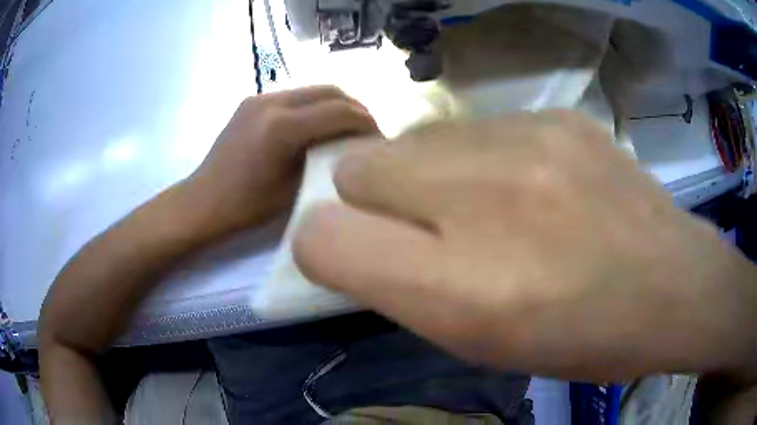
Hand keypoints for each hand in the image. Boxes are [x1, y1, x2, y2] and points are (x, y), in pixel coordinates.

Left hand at [184, 86, 378, 239]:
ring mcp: (259, 98)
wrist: (204, 201)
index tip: (380, 137)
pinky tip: (316, 125)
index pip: (339, 111)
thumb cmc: (248, 206)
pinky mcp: (251, 102)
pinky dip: (313, 106)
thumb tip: (350, 146)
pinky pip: (293, 96)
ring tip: (345, 126)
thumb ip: (325, 158)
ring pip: (312, 90)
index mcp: (282, 127)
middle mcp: (272, 102)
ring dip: (334, 104)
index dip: (366, 121)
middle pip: (329, 91)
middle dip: (354, 107)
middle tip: (367, 129)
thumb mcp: (294, 188)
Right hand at [294, 111, 756, 382]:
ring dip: (428, 174)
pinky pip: (475, 126)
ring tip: (487, 207)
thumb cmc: (577, 337)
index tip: (354, 251)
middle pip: (358, 167)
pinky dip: (479, 156)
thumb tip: (351, 234)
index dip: (324, 243)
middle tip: (427, 228)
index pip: (324, 239)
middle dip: (372, 198)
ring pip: (415, 138)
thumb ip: (397, 286)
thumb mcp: (478, 341)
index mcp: (460, 292)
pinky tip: (530, 185)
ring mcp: (527, 142)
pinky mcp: (558, 116)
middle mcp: (483, 202)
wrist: (670, 287)